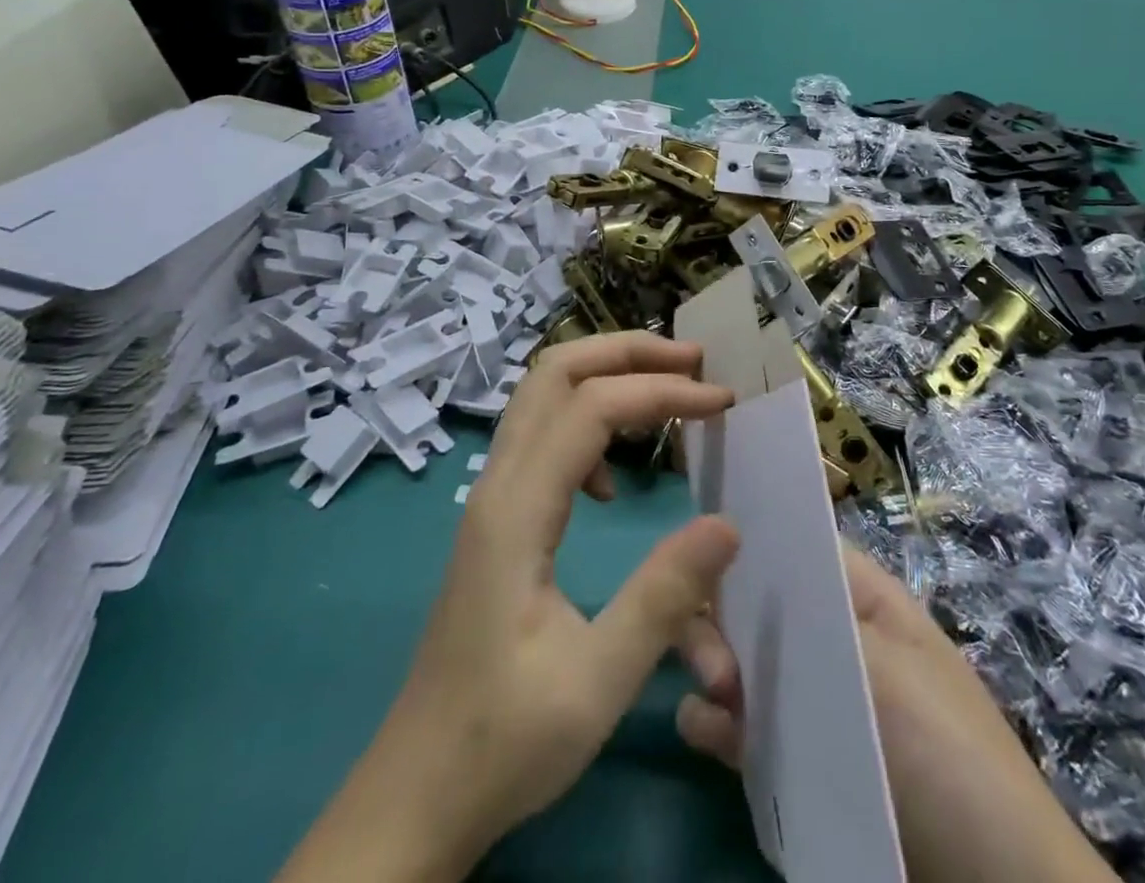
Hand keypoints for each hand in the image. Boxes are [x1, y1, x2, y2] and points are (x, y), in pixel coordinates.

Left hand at [278, 332, 739, 882]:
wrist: (416, 791)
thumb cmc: (504, 739)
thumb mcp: (596, 681)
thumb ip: (663, 597)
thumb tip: (728, 523)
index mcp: (516, 510)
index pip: (592, 408)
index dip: (660, 391)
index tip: (721, 404)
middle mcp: (497, 484)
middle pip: (554, 372)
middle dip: (625, 352)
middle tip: (692, 362)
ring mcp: (490, 497)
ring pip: (542, 394)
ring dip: (604, 374)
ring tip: (666, 392)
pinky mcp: (495, 517)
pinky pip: (539, 433)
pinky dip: (584, 418)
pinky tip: (610, 480)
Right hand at [677, 548, 1114, 882]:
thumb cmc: (942, 753)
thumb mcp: (882, 668)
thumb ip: (803, 621)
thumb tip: (733, 577)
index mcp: (860, 598)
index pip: (795, 545)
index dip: (746, 538)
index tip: (693, 548)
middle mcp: (829, 637)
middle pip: (757, 601)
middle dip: (724, 616)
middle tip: (715, 663)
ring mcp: (810, 699)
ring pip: (740, 659)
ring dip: (713, 666)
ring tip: (715, 698)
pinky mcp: (795, 759)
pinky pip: (739, 723)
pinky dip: (714, 721)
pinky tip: (704, 731)